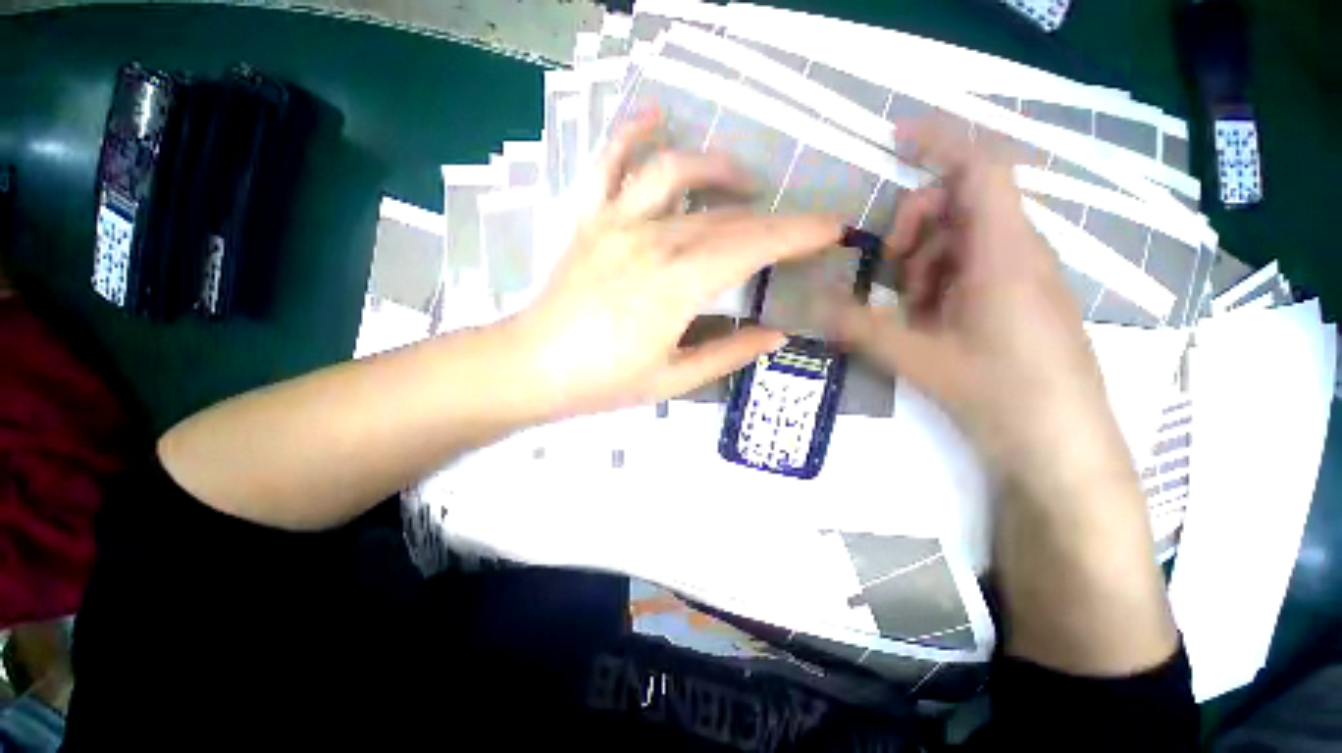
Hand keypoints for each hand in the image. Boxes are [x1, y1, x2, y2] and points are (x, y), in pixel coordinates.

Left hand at [510, 113, 841, 417]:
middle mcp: (653, 241)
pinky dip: (633, 134)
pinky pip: (610, 163)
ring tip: (743, 182)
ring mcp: (617, 222)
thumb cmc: (604, 381)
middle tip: (801, 227)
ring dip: (718, 170)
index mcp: (678, 286)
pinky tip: (655, 118)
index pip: (753, 247)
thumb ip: (728, 354)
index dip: (797, 235)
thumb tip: (775, 334)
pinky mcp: (589, 219)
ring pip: (679, 176)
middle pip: (726, 217)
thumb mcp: (673, 380)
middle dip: (774, 219)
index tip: (831, 229)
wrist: (533, 367)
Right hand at [828, 121, 1133, 498]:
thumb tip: (810, 306)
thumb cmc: (1001, 396)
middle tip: (891, 273)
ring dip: (926, 262)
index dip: (938, 142)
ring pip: (963, 238)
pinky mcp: (1018, 298)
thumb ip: (861, 327)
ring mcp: (1021, 275)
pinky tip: (931, 323)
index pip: (978, 168)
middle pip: (962, 202)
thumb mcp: (919, 359)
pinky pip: (974, 268)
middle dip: (916, 226)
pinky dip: (941, 283)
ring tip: (912, 312)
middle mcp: (1018, 252)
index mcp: (1002, 253)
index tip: (893, 140)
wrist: (1062, 447)